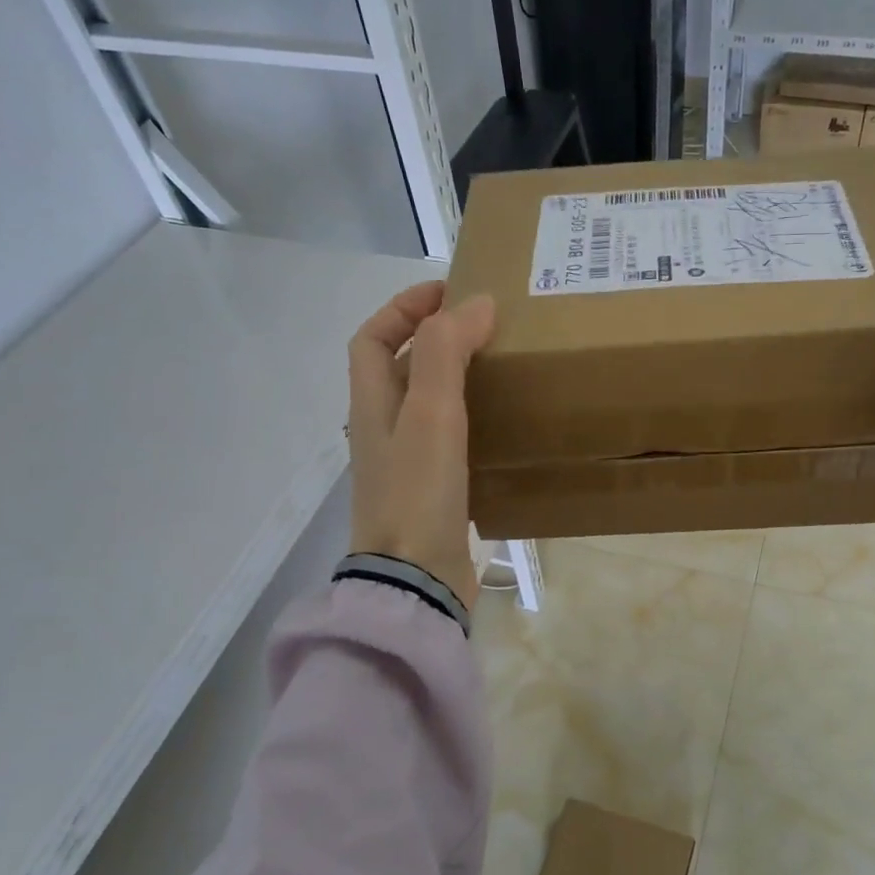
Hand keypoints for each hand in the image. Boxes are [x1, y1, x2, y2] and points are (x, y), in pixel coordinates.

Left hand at [347, 281, 496, 608]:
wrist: (416, 581)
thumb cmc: (418, 493)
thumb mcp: (430, 413)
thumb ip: (447, 352)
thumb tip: (475, 303)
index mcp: (371, 405)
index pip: (372, 337)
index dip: (404, 307)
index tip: (450, 293)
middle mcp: (382, 431)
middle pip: (398, 370)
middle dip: (435, 341)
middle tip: (486, 329)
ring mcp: (405, 466)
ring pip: (426, 407)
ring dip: (455, 381)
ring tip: (501, 370)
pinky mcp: (431, 494)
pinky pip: (447, 442)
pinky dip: (471, 423)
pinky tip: (504, 427)